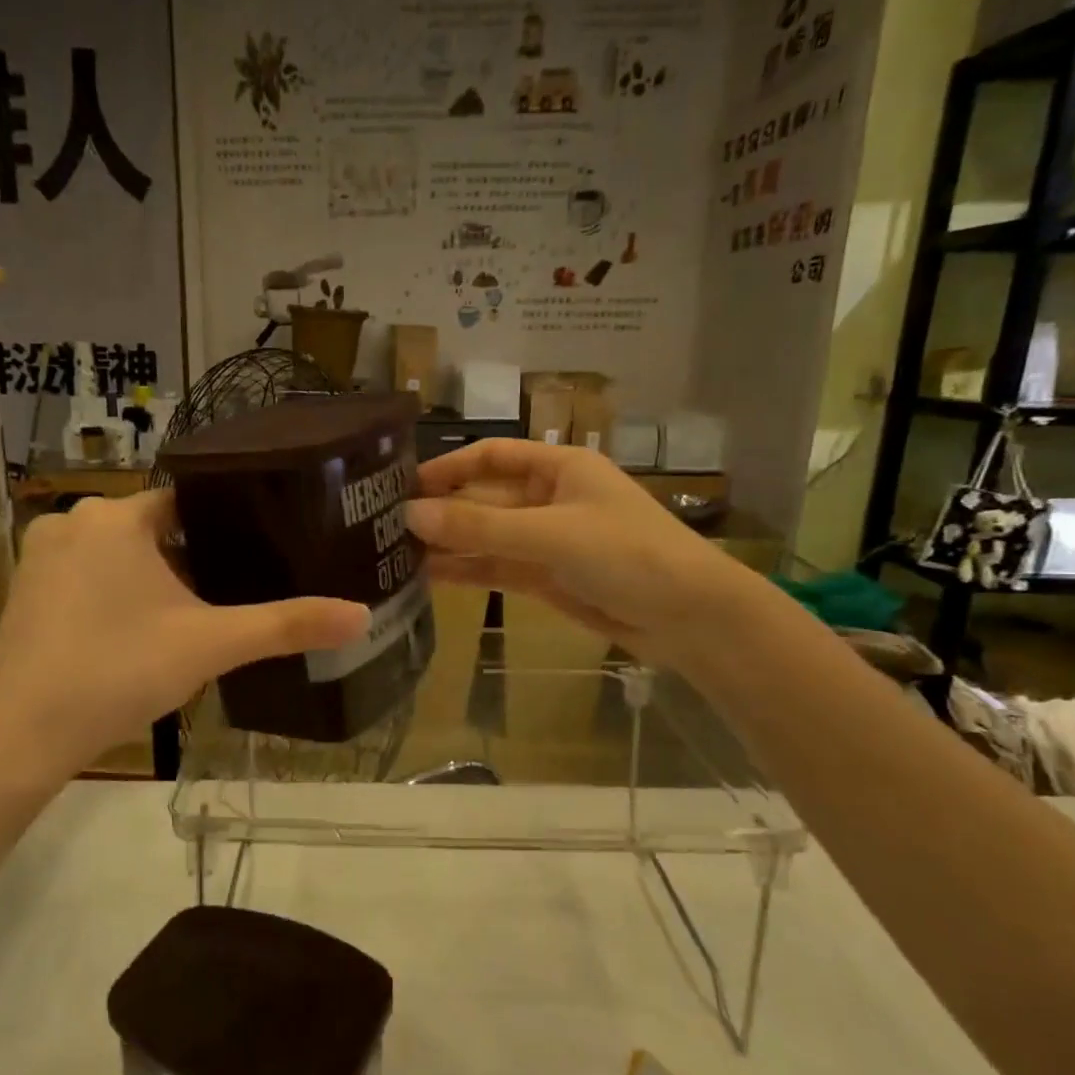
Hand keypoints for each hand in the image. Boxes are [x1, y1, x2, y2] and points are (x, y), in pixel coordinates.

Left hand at [0, 491, 368, 789]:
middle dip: (193, 559)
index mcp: (117, 516)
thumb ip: (287, 626)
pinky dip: (119, 596)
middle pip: (155, 528)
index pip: (189, 500)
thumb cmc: (118, 671)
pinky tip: (141, 636)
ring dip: (156, 580)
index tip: (263, 549)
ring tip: (197, 617)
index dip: (230, 525)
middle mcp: (72, 522)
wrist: (19, 738)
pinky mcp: (26, 593)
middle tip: (237, 593)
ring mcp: (41, 557)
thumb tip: (362, 616)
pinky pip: (89, 578)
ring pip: (121, 555)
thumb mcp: (212, 645)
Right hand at [406, 440, 749, 664]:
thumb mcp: (551, 533)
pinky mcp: (545, 578)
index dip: (448, 467)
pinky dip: (466, 571)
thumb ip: (480, 525)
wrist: (688, 618)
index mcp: (559, 468)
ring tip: (394, 553)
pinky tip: (427, 576)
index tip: (403, 485)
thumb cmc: (628, 554)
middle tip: (385, 526)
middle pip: (483, 498)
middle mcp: (548, 498)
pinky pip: (496, 567)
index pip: (491, 457)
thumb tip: (411, 514)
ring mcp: (546, 540)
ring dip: (448, 543)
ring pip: (486, 536)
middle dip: (441, 510)